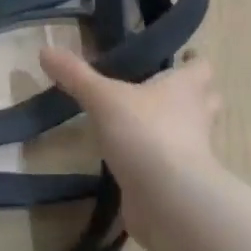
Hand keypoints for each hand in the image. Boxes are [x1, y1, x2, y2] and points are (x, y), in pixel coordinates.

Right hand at [39, 46, 222, 239]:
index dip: (193, 60)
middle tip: (161, 87)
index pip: (202, 67)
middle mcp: (196, 117)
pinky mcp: (181, 181)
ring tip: (145, 121)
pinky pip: (174, 163)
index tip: (180, 56)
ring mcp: (193, 152)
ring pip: (192, 132)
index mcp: (186, 88)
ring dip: (177, 126)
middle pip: (206, 99)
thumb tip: (45, 50)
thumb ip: (76, 75)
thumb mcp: (103, 98)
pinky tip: (134, 157)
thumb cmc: (145, 134)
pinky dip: (159, 159)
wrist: (168, 200)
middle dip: (190, 94)